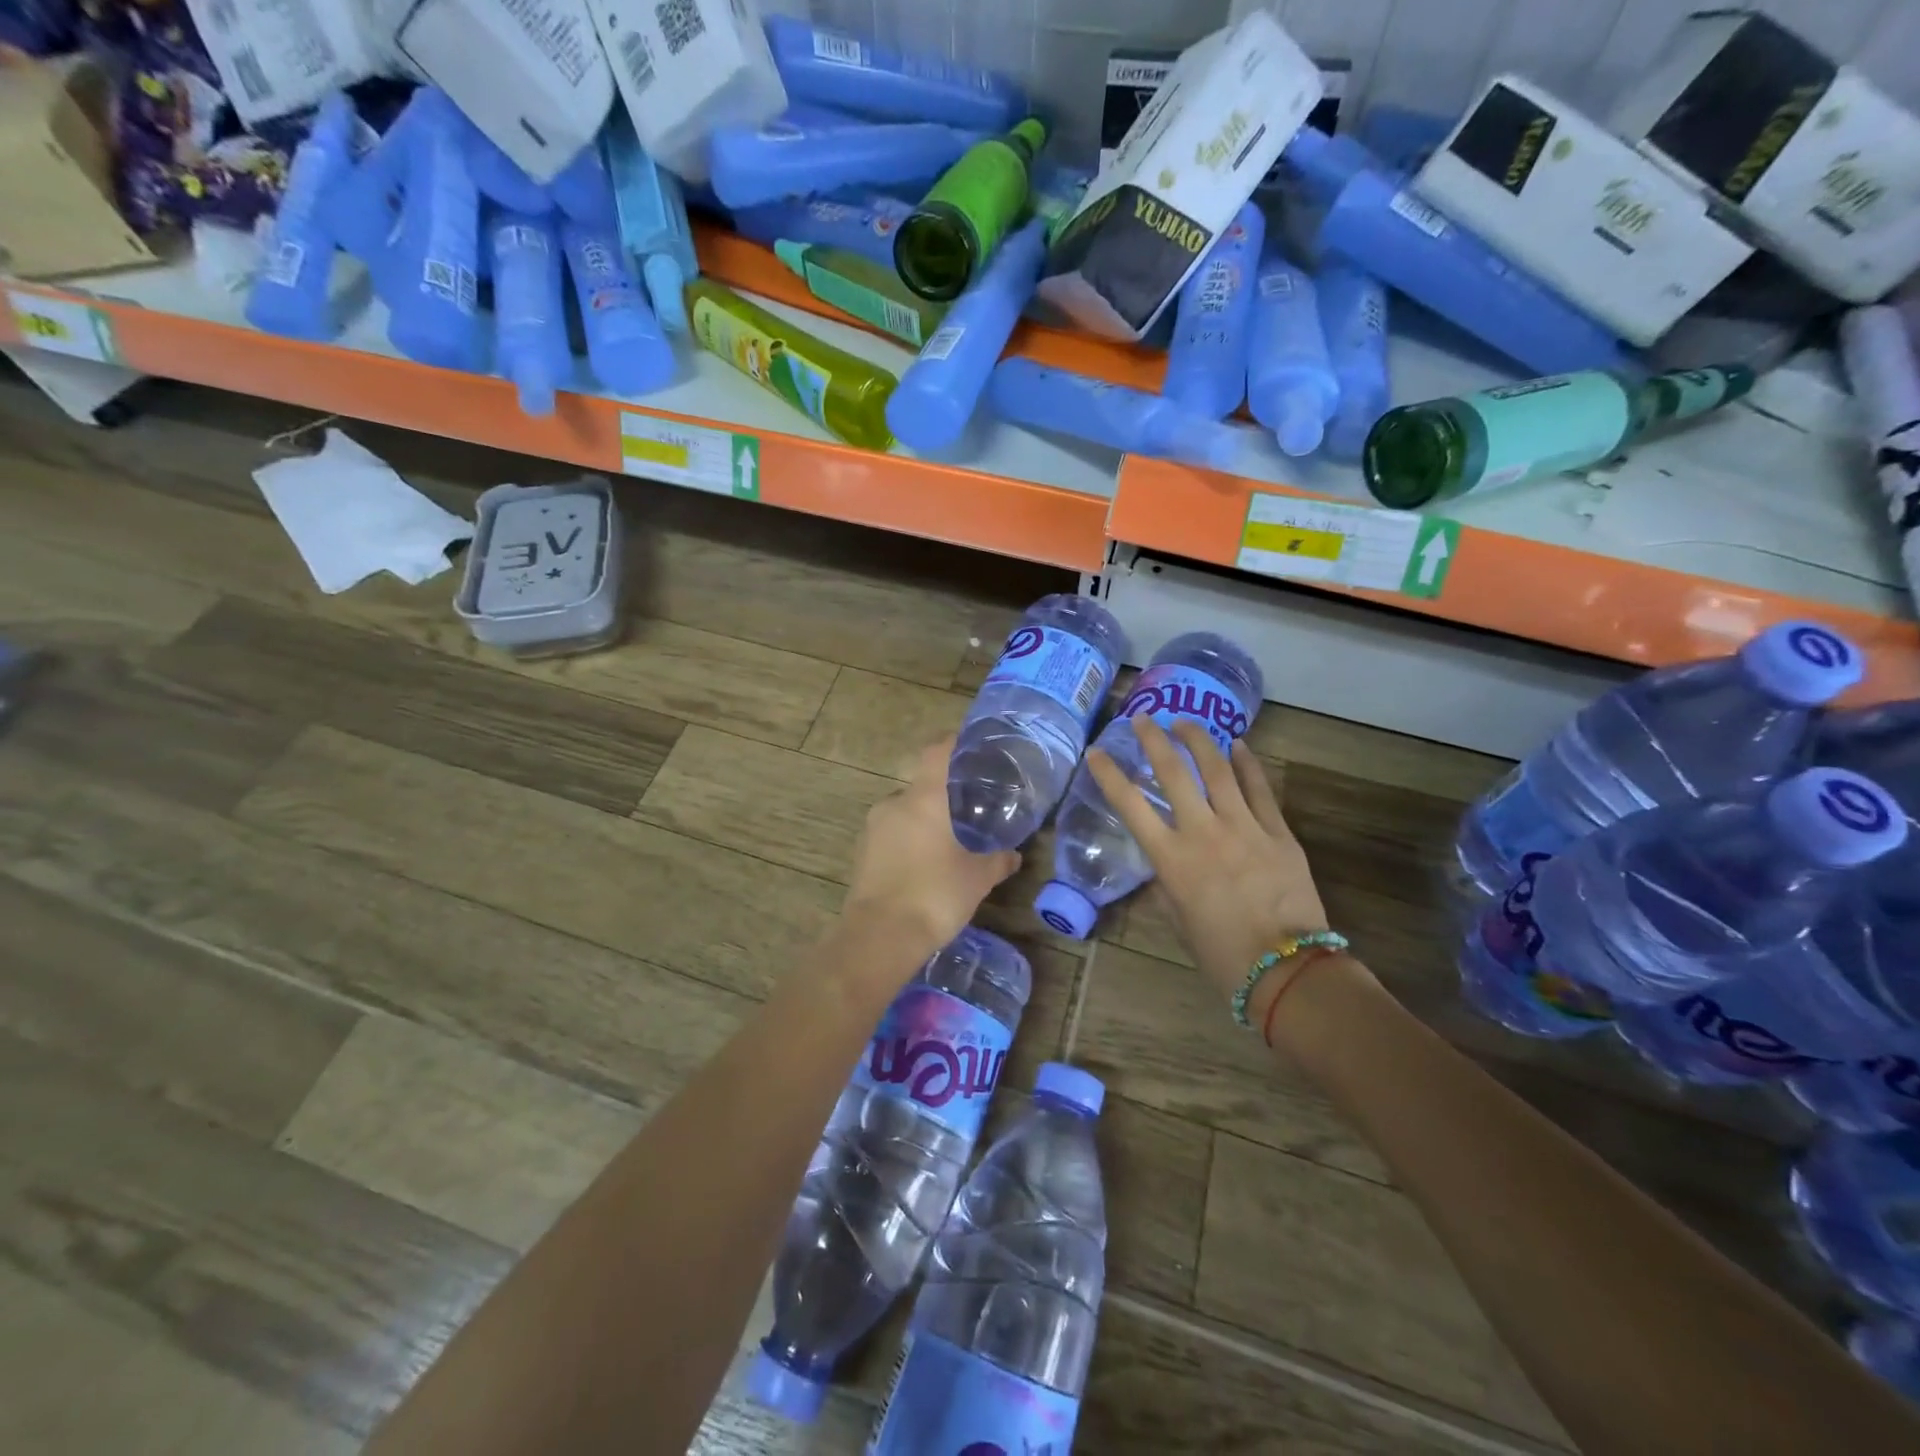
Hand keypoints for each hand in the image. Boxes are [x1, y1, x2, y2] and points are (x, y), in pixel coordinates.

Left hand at [843, 736, 1019, 962]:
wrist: (879, 936)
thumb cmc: (934, 895)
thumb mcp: (977, 879)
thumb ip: (997, 861)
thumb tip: (1014, 854)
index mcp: (923, 799)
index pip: (936, 753)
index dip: (952, 743)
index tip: (969, 743)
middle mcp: (893, 804)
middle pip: (921, 786)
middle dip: (942, 794)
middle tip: (967, 807)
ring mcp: (873, 829)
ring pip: (904, 812)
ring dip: (924, 820)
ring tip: (947, 839)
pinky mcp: (861, 853)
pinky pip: (890, 835)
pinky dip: (908, 840)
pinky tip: (924, 863)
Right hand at [1087, 716, 1328, 1004]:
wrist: (1287, 970)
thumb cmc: (1222, 955)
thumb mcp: (1179, 922)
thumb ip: (1166, 888)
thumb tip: (1164, 868)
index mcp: (1172, 859)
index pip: (1131, 806)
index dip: (1109, 775)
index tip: (1096, 752)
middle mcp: (1203, 832)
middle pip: (1174, 773)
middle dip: (1155, 740)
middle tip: (1144, 718)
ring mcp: (1244, 827)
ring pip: (1218, 770)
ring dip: (1199, 741)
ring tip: (1186, 722)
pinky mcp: (1278, 832)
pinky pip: (1260, 789)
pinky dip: (1247, 764)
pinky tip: (1239, 745)